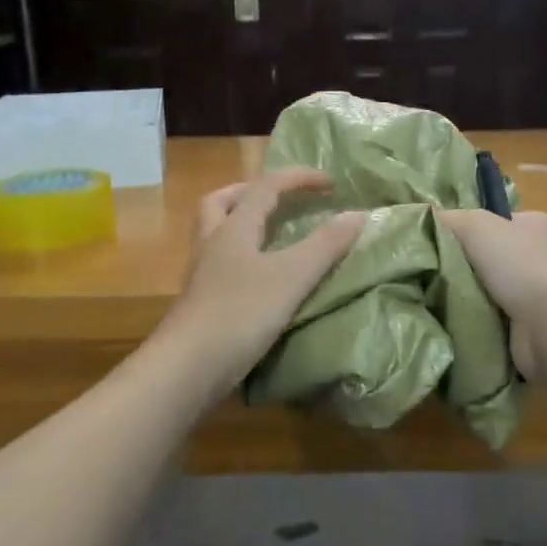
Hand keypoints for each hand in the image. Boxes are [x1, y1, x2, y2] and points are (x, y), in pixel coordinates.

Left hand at [159, 167, 364, 388]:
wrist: (188, 367)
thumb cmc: (240, 313)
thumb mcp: (292, 277)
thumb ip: (325, 245)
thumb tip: (358, 214)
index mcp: (233, 228)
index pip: (266, 187)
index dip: (298, 178)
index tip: (330, 182)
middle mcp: (212, 243)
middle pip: (221, 202)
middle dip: (250, 192)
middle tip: (278, 198)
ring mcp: (201, 274)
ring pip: (215, 233)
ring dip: (239, 222)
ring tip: (268, 233)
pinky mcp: (200, 302)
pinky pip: (218, 264)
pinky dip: (239, 256)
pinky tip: (257, 276)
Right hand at [438, 209, 546, 377]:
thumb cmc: (521, 265)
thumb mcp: (476, 226)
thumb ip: (448, 220)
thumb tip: (420, 218)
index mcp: (536, 226)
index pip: (495, 223)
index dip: (466, 231)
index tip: (434, 243)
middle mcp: (541, 259)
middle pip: (489, 259)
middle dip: (461, 268)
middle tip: (426, 274)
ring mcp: (538, 298)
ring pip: (488, 293)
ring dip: (465, 299)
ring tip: (430, 301)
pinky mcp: (530, 331)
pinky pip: (492, 322)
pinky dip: (475, 324)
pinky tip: (450, 324)